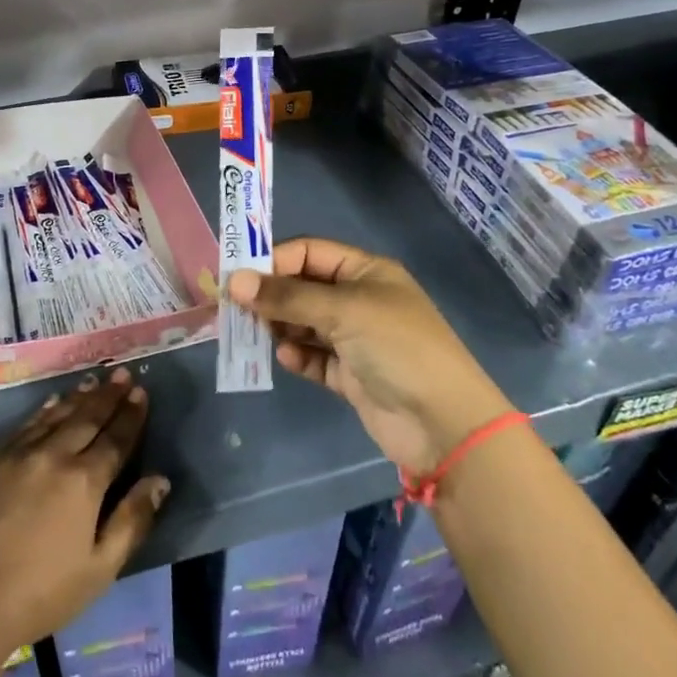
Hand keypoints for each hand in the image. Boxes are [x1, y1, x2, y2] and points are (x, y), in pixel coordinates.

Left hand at [0, 369, 169, 655]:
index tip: (141, 392)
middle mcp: (54, 455)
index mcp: (84, 482)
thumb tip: (160, 481)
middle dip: (108, 396)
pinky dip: (44, 410)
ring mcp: (19, 453)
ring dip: (79, 397)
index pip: (115, 439)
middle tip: (122, 374)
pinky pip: (25, 425)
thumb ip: (132, 521)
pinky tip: (52, 402)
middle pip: (87, 418)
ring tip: (94, 380)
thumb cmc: (39, 594)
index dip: (131, 416)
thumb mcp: (99, 569)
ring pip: (56, 415)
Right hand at [228, 238, 514, 473]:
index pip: (309, 253)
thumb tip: (233, 282)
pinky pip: (314, 357)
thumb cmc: (396, 347)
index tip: (238, 278)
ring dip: (281, 326)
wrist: (444, 424)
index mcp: (366, 271)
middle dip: (272, 296)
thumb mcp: (342, 310)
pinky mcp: (351, 375)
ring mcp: (356, 339)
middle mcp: (360, 300)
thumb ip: (286, 296)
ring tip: (257, 334)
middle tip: (236, 309)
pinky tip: (288, 359)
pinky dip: (298, 356)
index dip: (274, 261)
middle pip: (303, 287)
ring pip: (305, 323)